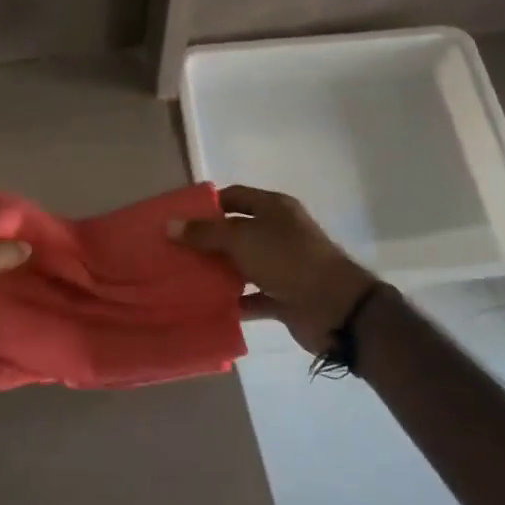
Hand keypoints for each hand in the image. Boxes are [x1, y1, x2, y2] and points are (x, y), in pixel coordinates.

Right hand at [173, 186, 374, 354]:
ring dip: (219, 272)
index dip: (207, 205)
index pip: (235, 197)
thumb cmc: (287, 260)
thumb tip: (170, 225)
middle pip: (237, 232)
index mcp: (274, 208)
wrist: (335, 307)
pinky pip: (253, 297)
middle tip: (174, 250)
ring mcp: (283, 266)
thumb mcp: (242, 239)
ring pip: (243, 265)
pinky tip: (208, 307)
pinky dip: (234, 302)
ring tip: (184, 278)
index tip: (179, 217)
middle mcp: (279, 233)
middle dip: (208, 241)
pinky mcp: (284, 296)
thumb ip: (205, 233)